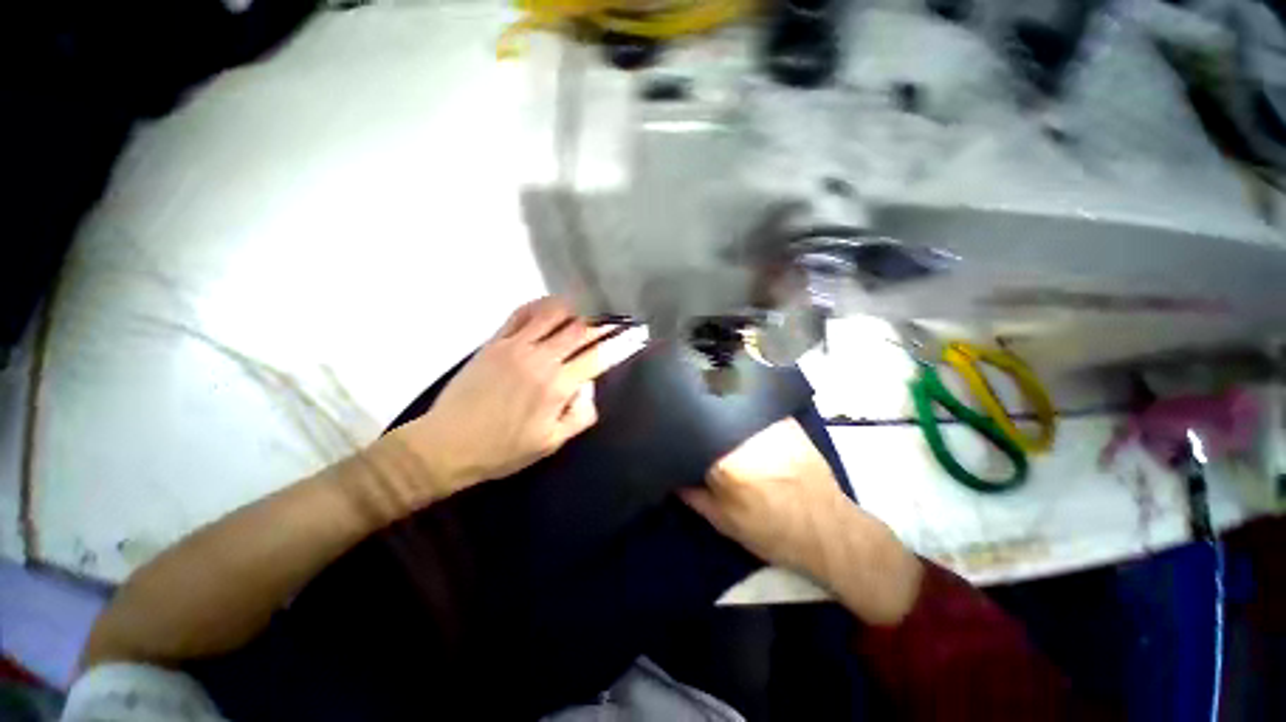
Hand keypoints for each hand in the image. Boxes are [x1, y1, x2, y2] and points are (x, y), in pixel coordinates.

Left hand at [391, 297, 624, 502]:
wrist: (447, 445)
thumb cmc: (503, 450)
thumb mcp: (551, 444)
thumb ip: (581, 414)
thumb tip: (589, 385)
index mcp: (557, 386)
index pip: (598, 357)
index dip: (621, 344)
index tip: (636, 335)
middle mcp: (541, 359)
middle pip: (580, 330)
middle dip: (602, 325)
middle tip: (614, 323)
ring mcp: (516, 346)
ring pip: (553, 314)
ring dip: (574, 310)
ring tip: (585, 312)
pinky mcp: (495, 341)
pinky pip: (521, 313)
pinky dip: (540, 305)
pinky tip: (550, 308)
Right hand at [680, 419, 921, 624]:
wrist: (827, 529)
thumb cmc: (771, 530)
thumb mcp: (723, 521)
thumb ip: (691, 495)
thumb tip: (671, 474)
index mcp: (723, 460)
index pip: (688, 435)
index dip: (679, 435)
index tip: (674, 437)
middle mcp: (742, 433)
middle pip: (708, 416)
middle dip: (698, 422)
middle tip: (694, 431)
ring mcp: (765, 422)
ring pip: (729, 408)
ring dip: (718, 414)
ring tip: (715, 424)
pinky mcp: (783, 419)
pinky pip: (751, 408)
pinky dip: (740, 412)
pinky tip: (739, 421)